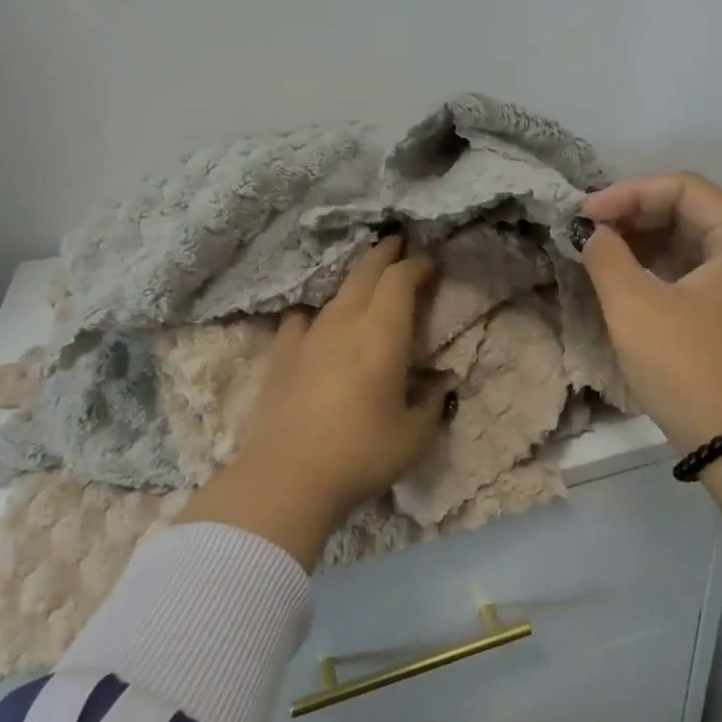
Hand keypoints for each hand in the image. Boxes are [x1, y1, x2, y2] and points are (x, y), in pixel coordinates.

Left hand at [175, 236, 455, 567]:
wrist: (286, 479)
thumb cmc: (361, 454)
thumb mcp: (415, 435)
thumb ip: (433, 403)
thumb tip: (441, 385)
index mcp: (383, 334)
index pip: (401, 281)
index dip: (418, 265)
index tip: (431, 262)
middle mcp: (345, 323)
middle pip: (365, 272)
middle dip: (385, 253)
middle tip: (399, 243)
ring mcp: (308, 337)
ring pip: (334, 294)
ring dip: (354, 281)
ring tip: (365, 281)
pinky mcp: (280, 357)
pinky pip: (299, 321)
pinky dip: (313, 315)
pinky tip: (314, 325)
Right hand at [578, 173, 721, 548]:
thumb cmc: (690, 369)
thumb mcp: (636, 308)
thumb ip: (607, 256)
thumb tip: (594, 233)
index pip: (684, 188)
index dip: (629, 193)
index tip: (586, 216)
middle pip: (691, 211)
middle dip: (636, 216)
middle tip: (589, 234)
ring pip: (693, 242)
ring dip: (645, 242)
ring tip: (600, 254)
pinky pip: (699, 271)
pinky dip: (662, 268)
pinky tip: (627, 279)